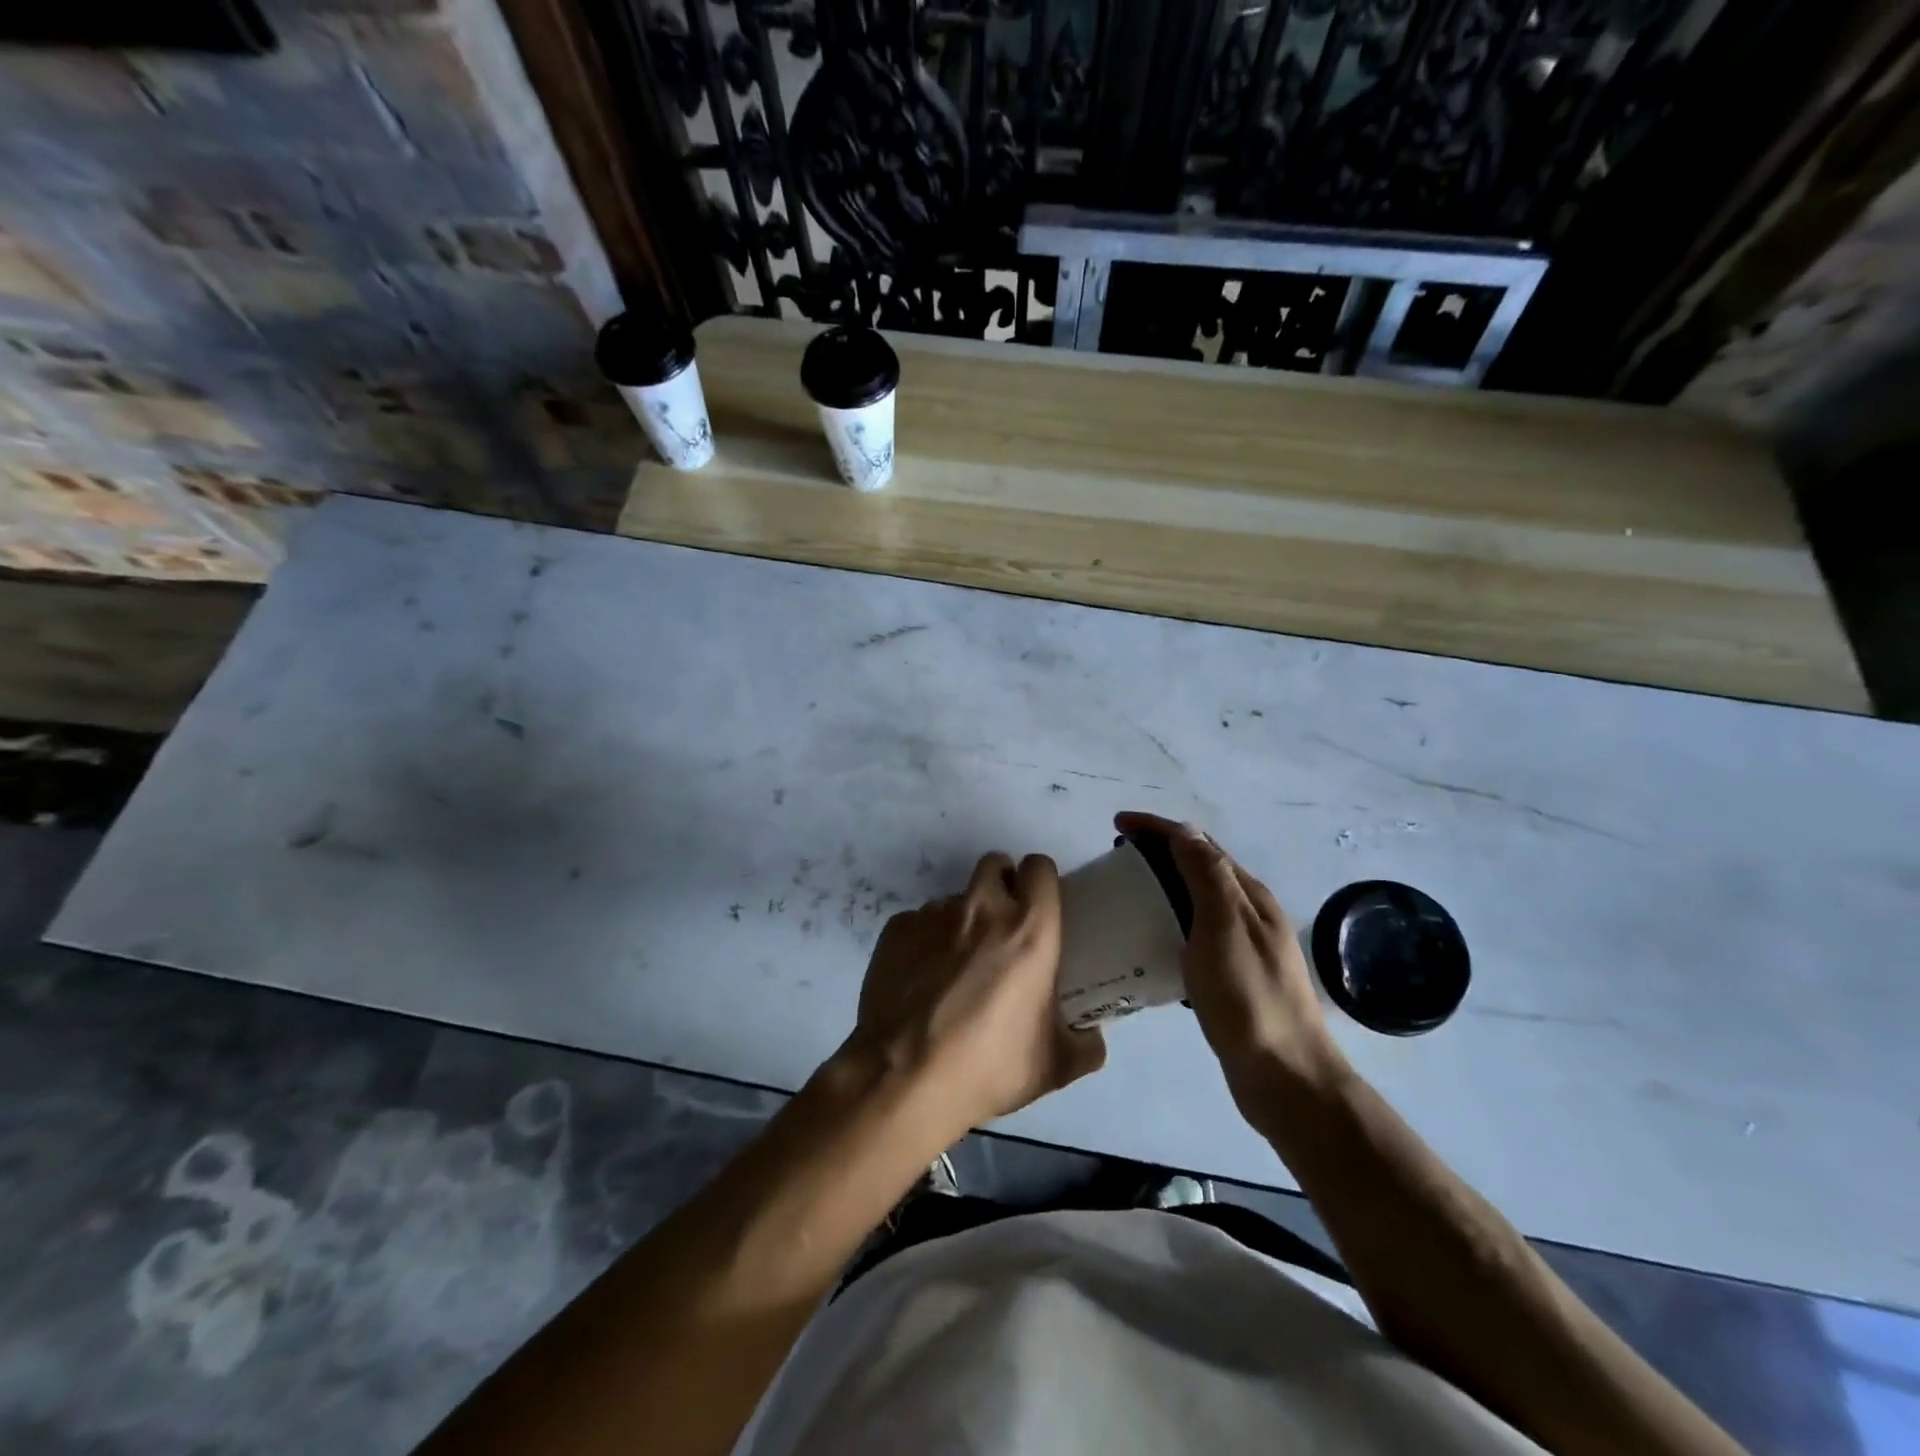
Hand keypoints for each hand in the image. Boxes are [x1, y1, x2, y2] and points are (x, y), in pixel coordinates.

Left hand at [840, 851, 1105, 1144]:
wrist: (905, 1079)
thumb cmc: (988, 1067)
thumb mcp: (1054, 1066)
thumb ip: (1084, 1045)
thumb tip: (1092, 1038)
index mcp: (1029, 929)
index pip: (1040, 868)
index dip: (1041, 882)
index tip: (1040, 907)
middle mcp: (982, 908)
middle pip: (995, 865)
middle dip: (1001, 884)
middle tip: (1002, 926)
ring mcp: (934, 915)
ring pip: (955, 898)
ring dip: (962, 919)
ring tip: (956, 965)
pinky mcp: (896, 929)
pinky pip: (918, 921)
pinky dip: (924, 941)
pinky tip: (921, 979)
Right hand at [1114, 813, 1345, 1103]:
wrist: (1286, 1076)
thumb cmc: (1249, 999)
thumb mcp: (1224, 928)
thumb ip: (1206, 876)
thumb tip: (1184, 830)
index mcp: (1248, 896)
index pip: (1198, 844)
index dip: (1158, 828)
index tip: (1117, 823)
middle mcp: (1249, 913)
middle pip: (1200, 866)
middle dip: (1160, 849)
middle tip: (1118, 854)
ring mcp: (1244, 945)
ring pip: (1198, 898)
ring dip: (1164, 883)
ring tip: (1129, 890)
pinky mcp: (1233, 975)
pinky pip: (1195, 931)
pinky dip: (1170, 919)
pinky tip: (1151, 938)